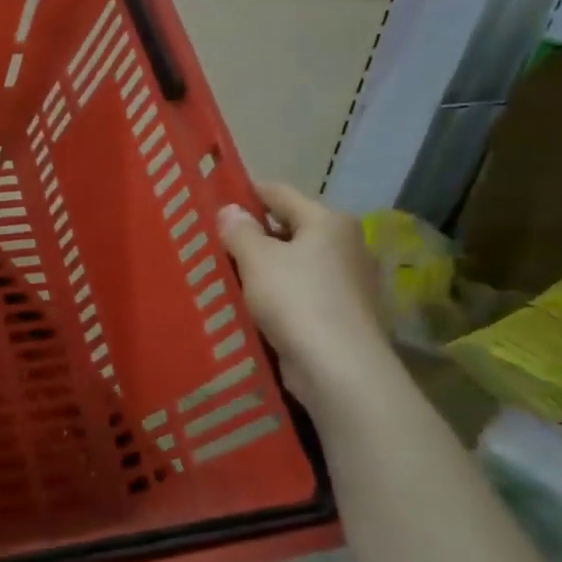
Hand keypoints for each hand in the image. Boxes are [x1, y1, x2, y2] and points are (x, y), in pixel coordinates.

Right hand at [217, 183, 384, 408]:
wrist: (338, 367)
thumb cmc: (296, 299)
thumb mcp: (257, 259)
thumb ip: (239, 230)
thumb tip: (230, 210)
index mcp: (328, 221)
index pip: (279, 193)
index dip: (245, 194)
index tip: (213, 202)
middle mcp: (345, 245)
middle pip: (289, 229)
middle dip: (252, 235)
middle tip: (213, 242)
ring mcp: (348, 281)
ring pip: (294, 263)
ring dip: (263, 268)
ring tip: (225, 274)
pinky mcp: (342, 314)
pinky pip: (301, 292)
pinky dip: (277, 294)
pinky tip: (250, 304)